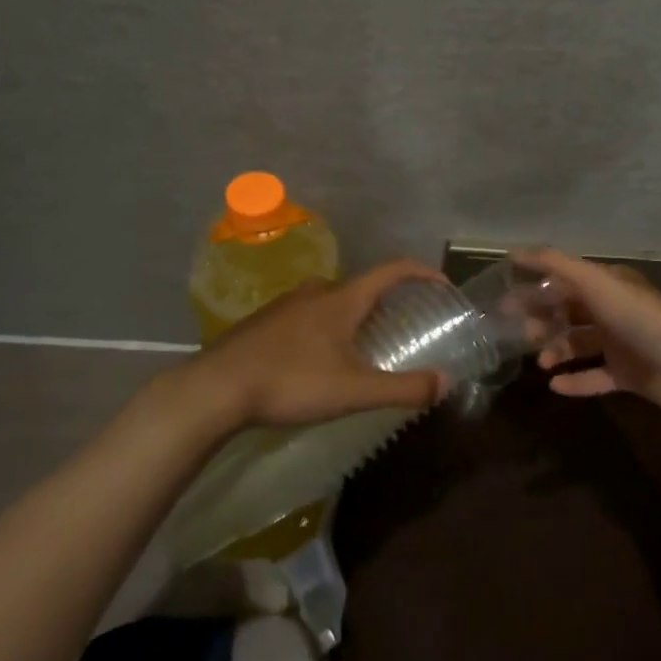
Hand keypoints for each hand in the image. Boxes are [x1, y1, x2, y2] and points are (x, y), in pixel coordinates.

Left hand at [179, 260, 448, 429]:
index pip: (392, 270)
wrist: (216, 388)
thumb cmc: (292, 381)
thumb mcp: (354, 390)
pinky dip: (328, 327)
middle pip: (363, 287)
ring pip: (333, 302)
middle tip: (403, 327)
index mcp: (343, 298)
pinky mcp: (265, 321)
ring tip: (365, 346)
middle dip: (387, 302)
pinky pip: (309, 315)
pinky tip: (320, 359)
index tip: (442, 284)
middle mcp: (317, 291)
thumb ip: (402, 388)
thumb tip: (445, 382)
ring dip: (355, 316)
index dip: (421, 272)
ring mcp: (287, 304)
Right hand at [517, 247, 660, 420]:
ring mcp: (621, 343)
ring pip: (579, 344)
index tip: (505, 303)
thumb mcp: (596, 282)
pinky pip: (594, 377)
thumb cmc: (641, 318)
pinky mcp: (628, 375)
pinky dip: (575, 380)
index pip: (563, 282)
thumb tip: (515, 252)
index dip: (535, 290)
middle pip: (569, 312)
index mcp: (607, 284)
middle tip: (520, 335)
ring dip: (557, 350)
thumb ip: (556, 264)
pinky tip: (555, 386)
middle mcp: (613, 310)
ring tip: (541, 363)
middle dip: (543, 321)